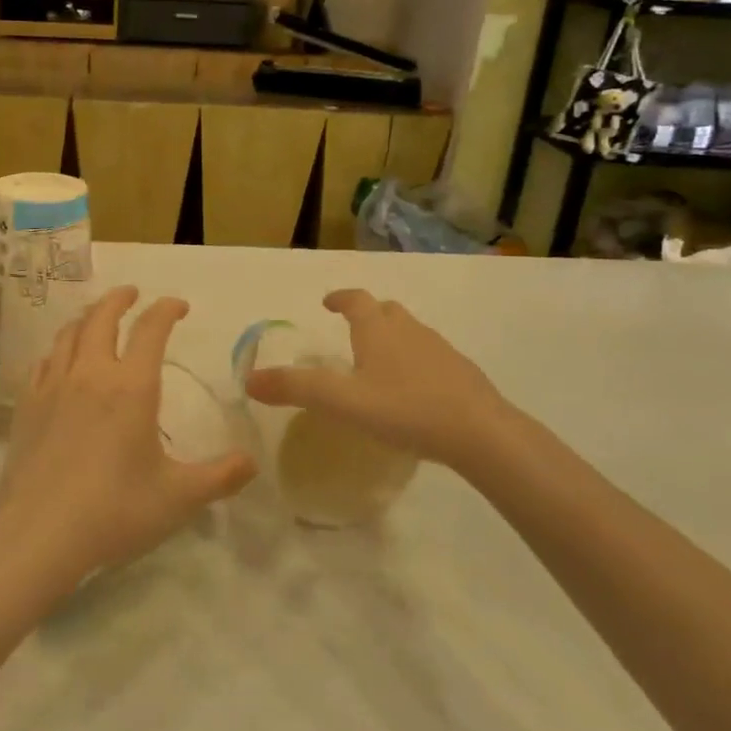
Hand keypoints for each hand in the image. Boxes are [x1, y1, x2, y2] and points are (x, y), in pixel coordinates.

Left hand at [0, 286, 255, 590]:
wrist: (39, 534)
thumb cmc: (115, 511)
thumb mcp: (179, 498)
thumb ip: (221, 476)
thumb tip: (252, 462)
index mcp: (132, 387)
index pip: (152, 329)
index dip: (167, 309)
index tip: (179, 306)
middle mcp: (91, 374)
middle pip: (102, 317)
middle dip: (120, 298)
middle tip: (133, 293)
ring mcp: (53, 387)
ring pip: (69, 334)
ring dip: (87, 317)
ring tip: (97, 318)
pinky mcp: (27, 406)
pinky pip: (43, 362)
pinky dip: (58, 349)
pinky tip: (60, 359)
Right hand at [243, 289, 520, 473]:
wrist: (480, 432)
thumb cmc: (405, 409)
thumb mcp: (342, 401)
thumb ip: (296, 389)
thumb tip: (249, 379)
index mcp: (378, 329)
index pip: (355, 300)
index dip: (340, 298)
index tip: (328, 302)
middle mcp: (409, 330)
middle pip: (385, 311)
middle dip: (367, 315)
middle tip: (351, 331)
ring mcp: (440, 349)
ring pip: (410, 332)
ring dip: (392, 338)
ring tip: (378, 362)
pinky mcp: (461, 373)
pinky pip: (430, 356)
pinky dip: (414, 362)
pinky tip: (412, 391)